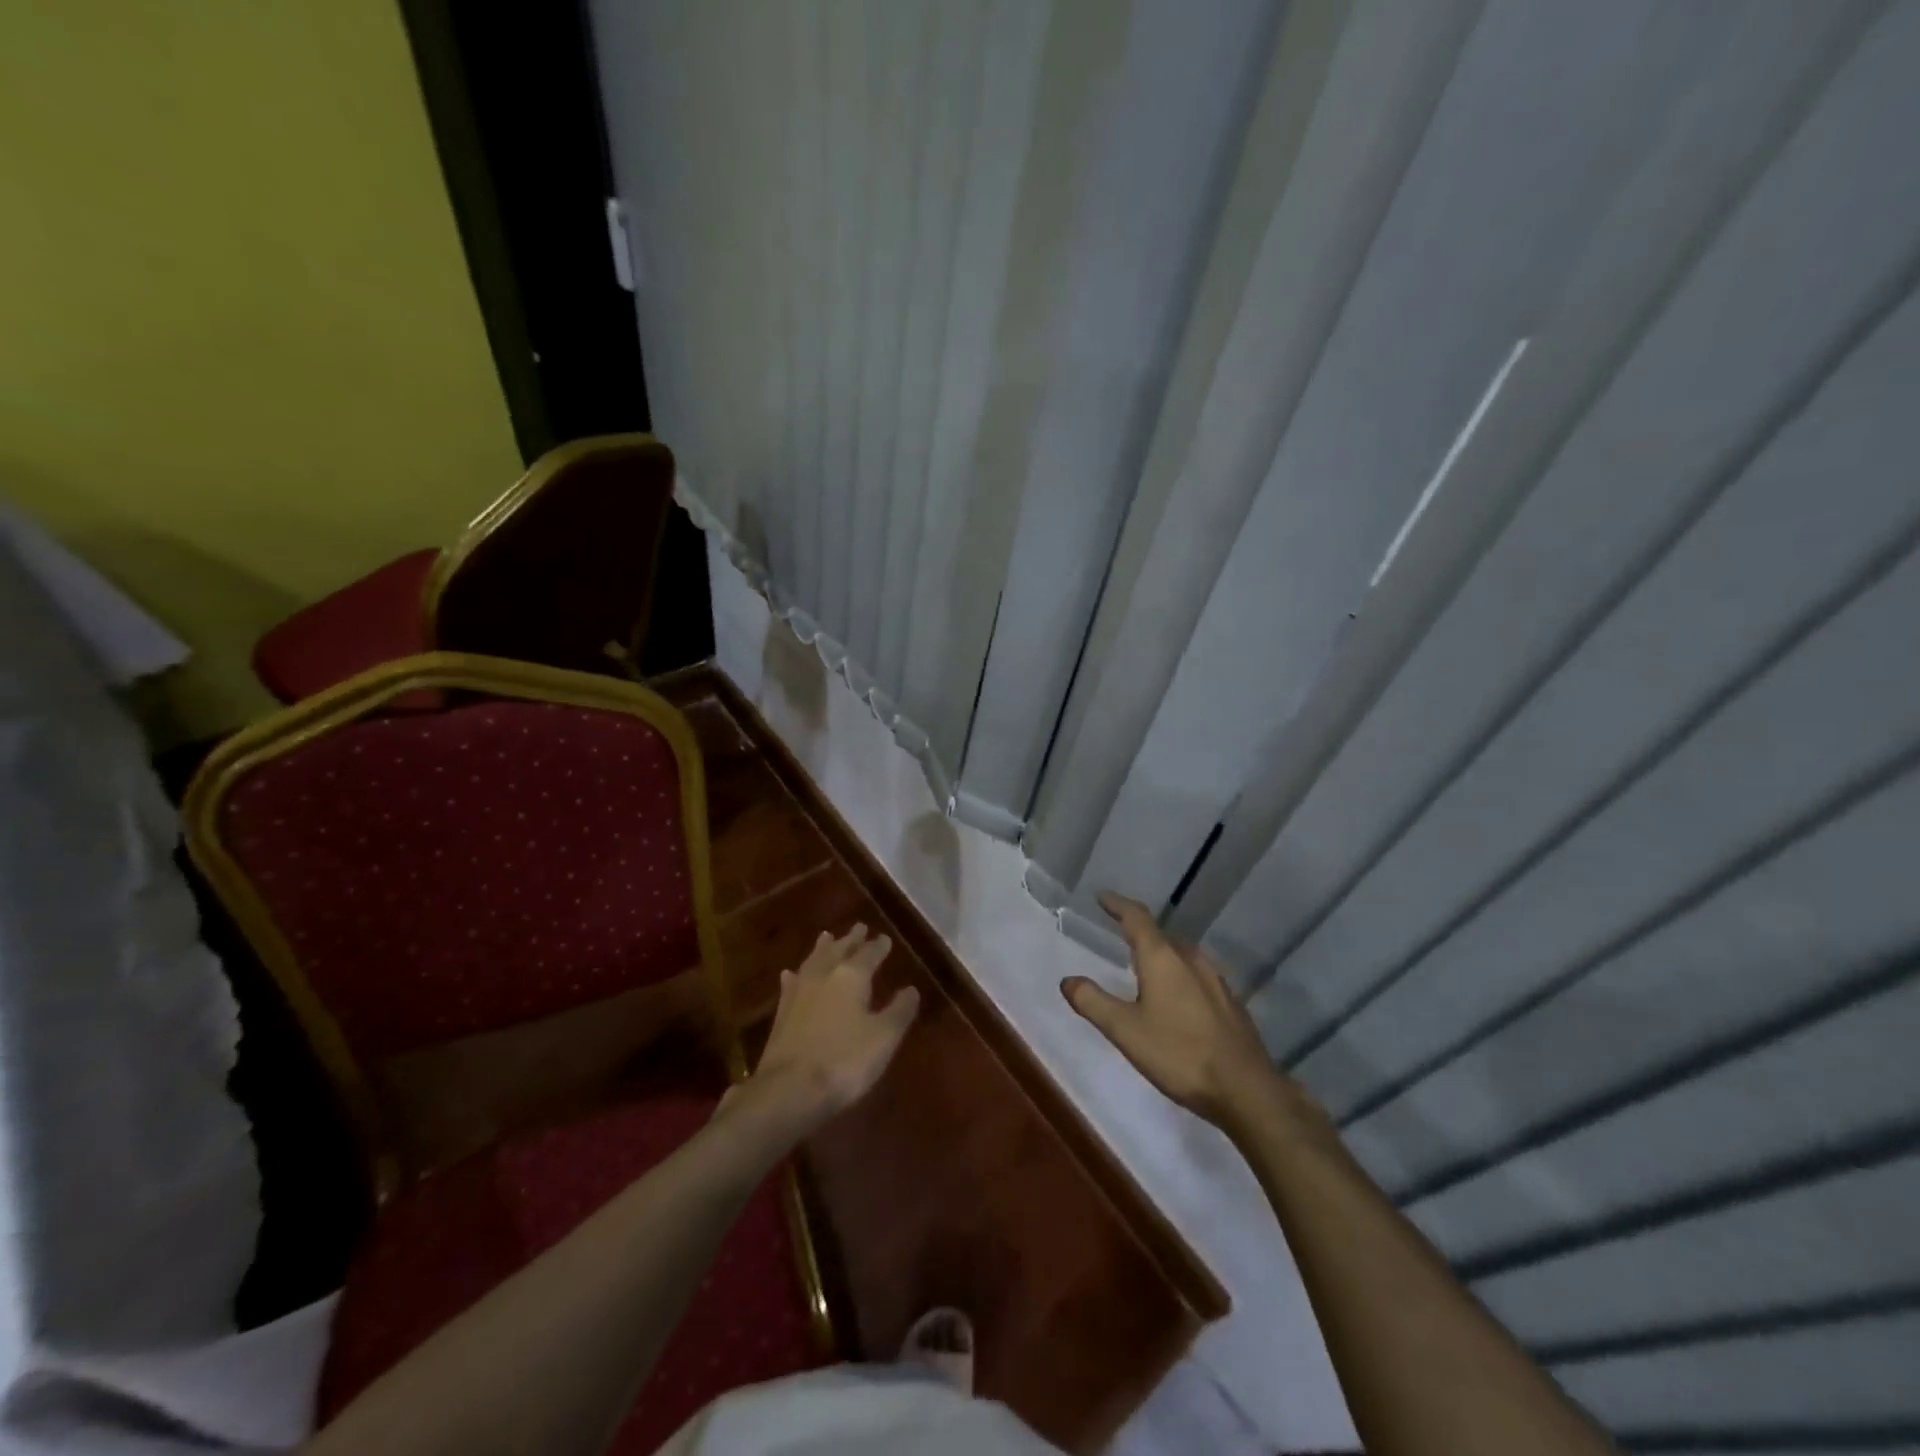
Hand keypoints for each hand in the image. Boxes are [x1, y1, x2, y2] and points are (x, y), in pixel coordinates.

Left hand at [751, 923, 919, 1126]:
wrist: (789, 1089)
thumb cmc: (844, 1061)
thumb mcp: (884, 1037)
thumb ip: (899, 1011)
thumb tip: (912, 989)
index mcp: (851, 976)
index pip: (869, 954)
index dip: (879, 946)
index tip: (885, 938)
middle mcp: (823, 975)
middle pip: (839, 950)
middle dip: (851, 939)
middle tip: (859, 927)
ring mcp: (799, 992)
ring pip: (813, 961)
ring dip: (823, 948)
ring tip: (827, 936)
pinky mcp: (781, 1013)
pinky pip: (792, 983)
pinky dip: (796, 975)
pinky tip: (791, 974)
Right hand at [1062, 892, 1299, 1132]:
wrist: (1246, 1090)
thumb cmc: (1179, 1054)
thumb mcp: (1125, 1030)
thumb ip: (1093, 1002)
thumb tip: (1067, 980)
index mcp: (1163, 958)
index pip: (1137, 918)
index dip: (1118, 905)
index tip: (1102, 897)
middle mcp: (1191, 959)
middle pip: (1161, 935)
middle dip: (1139, 932)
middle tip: (1120, 934)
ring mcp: (1216, 980)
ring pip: (1182, 955)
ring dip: (1162, 954)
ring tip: (1146, 965)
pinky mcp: (1231, 1002)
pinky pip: (1197, 975)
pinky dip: (1180, 975)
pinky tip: (1178, 998)